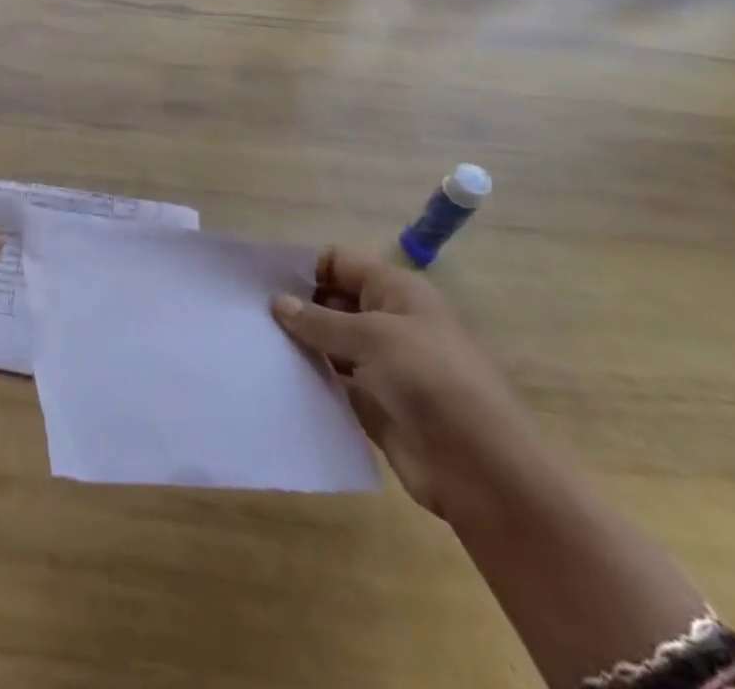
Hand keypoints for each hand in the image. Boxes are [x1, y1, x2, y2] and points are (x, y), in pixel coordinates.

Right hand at [271, 249, 542, 520]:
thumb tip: (277, 302)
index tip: (261, 282)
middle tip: (249, 315)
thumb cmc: (432, 382)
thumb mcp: (372, 338)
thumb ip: (320, 320)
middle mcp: (389, 321)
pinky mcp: (376, 404)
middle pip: (332, 301)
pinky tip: (277, 379)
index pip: (339, 263)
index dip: (303, 268)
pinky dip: (312, 379)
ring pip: (330, 343)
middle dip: (296, 306)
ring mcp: (382, 365)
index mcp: (396, 292)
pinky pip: (335, 382)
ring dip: (300, 345)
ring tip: (255, 345)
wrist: (485, 472)